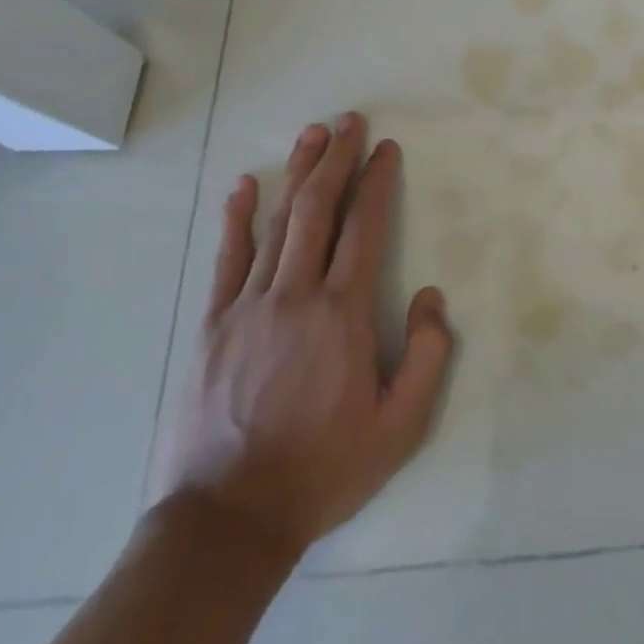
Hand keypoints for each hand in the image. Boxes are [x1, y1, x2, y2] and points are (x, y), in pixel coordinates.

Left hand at [153, 113, 454, 564]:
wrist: (227, 522)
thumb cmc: (322, 470)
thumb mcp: (399, 427)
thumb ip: (428, 357)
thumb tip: (432, 297)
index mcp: (342, 314)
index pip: (364, 229)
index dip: (377, 182)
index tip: (386, 149)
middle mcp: (295, 295)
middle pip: (318, 210)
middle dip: (337, 159)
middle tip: (350, 121)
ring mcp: (247, 306)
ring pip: (276, 223)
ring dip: (297, 173)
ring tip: (312, 134)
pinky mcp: (211, 326)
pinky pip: (226, 259)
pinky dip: (236, 218)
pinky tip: (244, 185)